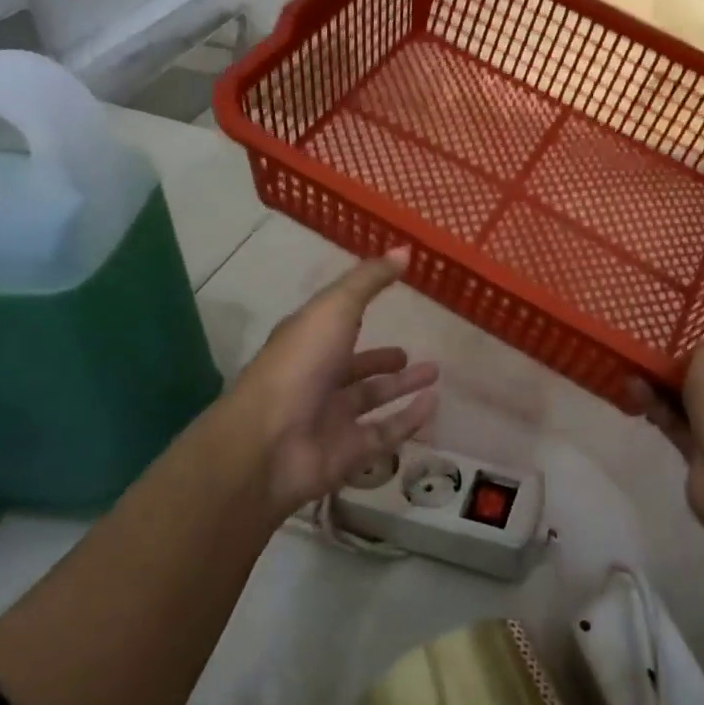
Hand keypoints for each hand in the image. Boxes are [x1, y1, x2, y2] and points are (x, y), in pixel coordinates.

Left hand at [226, 248, 439, 518]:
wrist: (269, 443)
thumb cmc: (300, 364)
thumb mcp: (334, 308)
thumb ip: (368, 281)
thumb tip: (404, 250)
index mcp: (306, 342)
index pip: (335, 324)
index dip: (357, 313)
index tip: (389, 302)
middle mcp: (316, 380)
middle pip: (353, 368)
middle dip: (382, 361)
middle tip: (410, 355)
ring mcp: (330, 419)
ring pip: (371, 401)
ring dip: (401, 388)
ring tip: (434, 373)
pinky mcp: (348, 454)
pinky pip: (385, 434)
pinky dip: (409, 420)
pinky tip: (434, 405)